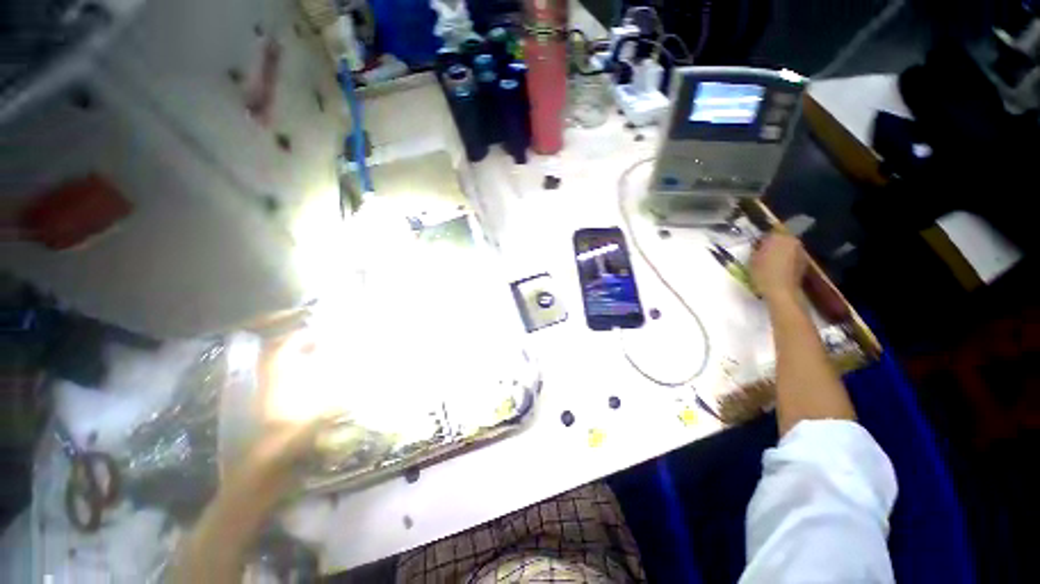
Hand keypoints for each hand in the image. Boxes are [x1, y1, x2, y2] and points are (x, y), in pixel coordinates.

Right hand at [751, 233, 807, 302]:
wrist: (782, 292)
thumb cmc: (763, 274)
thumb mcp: (752, 259)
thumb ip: (756, 248)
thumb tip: (759, 244)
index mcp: (779, 237)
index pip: (769, 232)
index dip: (761, 238)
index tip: (755, 245)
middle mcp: (793, 241)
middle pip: (781, 238)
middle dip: (773, 244)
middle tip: (762, 253)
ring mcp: (801, 252)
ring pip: (788, 247)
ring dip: (780, 252)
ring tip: (770, 262)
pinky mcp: (804, 262)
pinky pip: (792, 256)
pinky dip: (786, 260)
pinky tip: (778, 268)